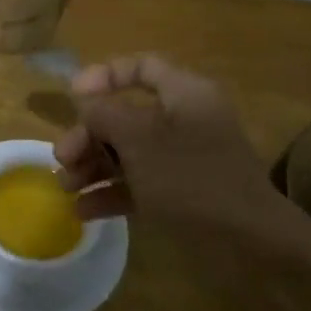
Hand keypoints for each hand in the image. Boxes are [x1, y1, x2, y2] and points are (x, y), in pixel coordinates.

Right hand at [55, 54, 310, 244]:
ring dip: (93, 166)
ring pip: (127, 153)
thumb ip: (105, 114)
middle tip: (62, 158)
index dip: (105, 76)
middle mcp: (183, 121)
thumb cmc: (190, 177)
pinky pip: (138, 184)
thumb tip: (84, 100)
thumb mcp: (139, 139)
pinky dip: (111, 192)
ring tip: (66, 188)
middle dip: (88, 135)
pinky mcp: (180, 193)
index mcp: (184, 94)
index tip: (73, 96)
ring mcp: (182, 159)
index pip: (142, 68)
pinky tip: (83, 210)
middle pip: (125, 116)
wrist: (248, 242)